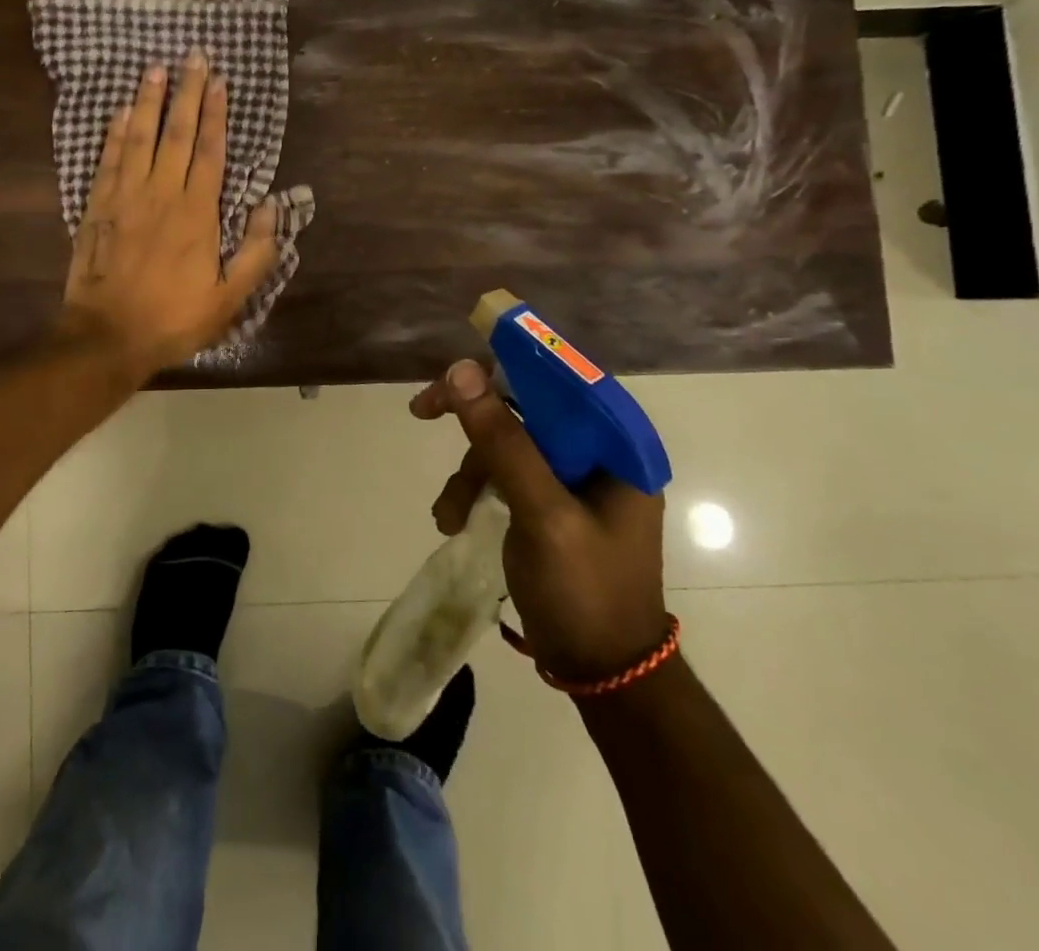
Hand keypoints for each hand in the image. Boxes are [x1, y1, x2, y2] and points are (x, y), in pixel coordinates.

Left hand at [59, 50, 279, 377]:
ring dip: (149, 101)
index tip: (219, 81)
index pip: (209, 151)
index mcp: (196, 213)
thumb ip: (255, 252)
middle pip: (175, 133)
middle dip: (186, 92)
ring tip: (156, 68)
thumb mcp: (229, 298)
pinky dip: (115, 134)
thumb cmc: (173, 319)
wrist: (107, 336)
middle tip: (192, 56)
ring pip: (139, 138)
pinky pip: (107, 160)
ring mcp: (124, 197)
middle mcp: (160, 194)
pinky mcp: (97, 208)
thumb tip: (273, 207)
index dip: (216, 114)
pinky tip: (121, 112)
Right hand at [411, 359, 668, 681]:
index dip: (507, 364)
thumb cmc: (585, 591)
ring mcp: (571, 480)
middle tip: (422, 411)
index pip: (560, 379)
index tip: (455, 372)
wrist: (604, 675)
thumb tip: (462, 371)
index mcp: (616, 447)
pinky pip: (504, 475)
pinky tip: (453, 520)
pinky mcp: (549, 504)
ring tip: (448, 515)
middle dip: (473, 419)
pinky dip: (474, 491)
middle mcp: (596, 453)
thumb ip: (505, 442)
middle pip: (526, 406)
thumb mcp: (542, 513)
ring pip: (506, 443)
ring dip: (469, 472)